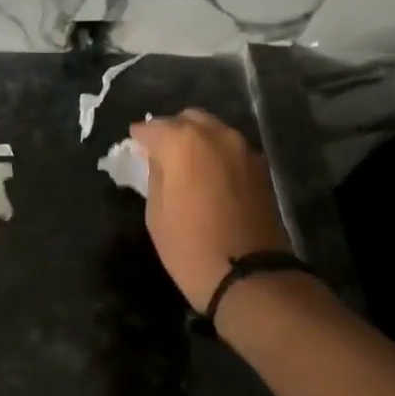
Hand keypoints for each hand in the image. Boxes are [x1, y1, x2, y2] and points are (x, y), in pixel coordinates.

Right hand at [131, 110, 291, 311]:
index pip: (152, 127)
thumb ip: (155, 174)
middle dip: (171, 131)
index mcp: (182, 142)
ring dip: (197, 140)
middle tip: (160, 154)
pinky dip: (217, 154)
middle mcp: (215, 135)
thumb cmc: (189, 246)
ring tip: (186, 164)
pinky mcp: (261, 167)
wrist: (249, 276)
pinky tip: (209, 175)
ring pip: (213, 130)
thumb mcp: (156, 211)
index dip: (140, 137)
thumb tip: (158, 158)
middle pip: (187, 119)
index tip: (134, 147)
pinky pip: (231, 148)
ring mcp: (243, 149)